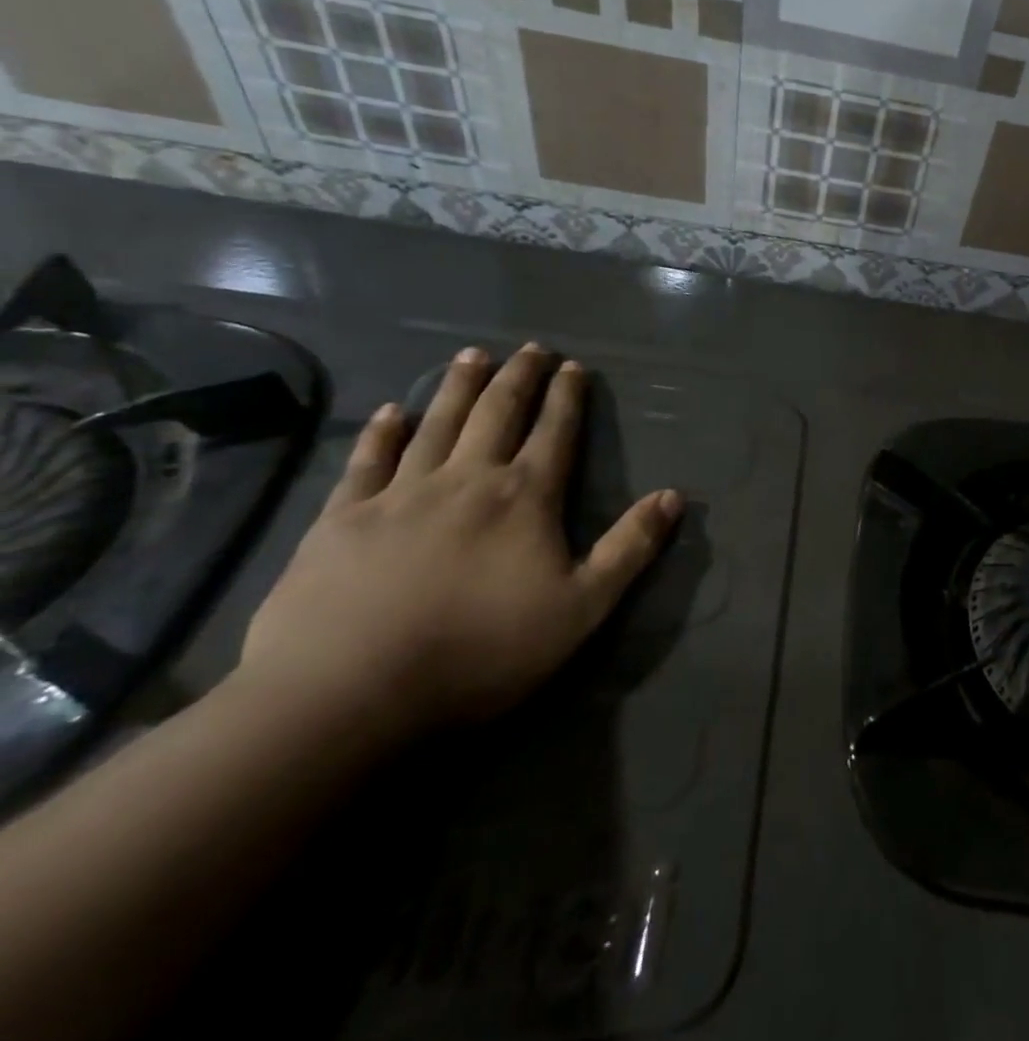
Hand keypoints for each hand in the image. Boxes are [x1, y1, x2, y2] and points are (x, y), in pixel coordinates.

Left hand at [236, 344, 680, 743]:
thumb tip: (674, 496)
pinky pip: (368, 461)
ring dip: (459, 387)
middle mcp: (467, 479)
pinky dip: (383, 432)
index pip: (555, 432)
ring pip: (438, 424)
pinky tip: (393, 411)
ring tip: (472, 355)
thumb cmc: (482, 649)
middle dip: (519, 377)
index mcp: (525, 497)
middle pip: (497, 413)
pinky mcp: (343, 519)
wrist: (349, 692)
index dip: (567, 397)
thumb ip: (630, 548)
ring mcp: (401, 494)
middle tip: (530, 347)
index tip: (573, 366)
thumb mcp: (582, 607)